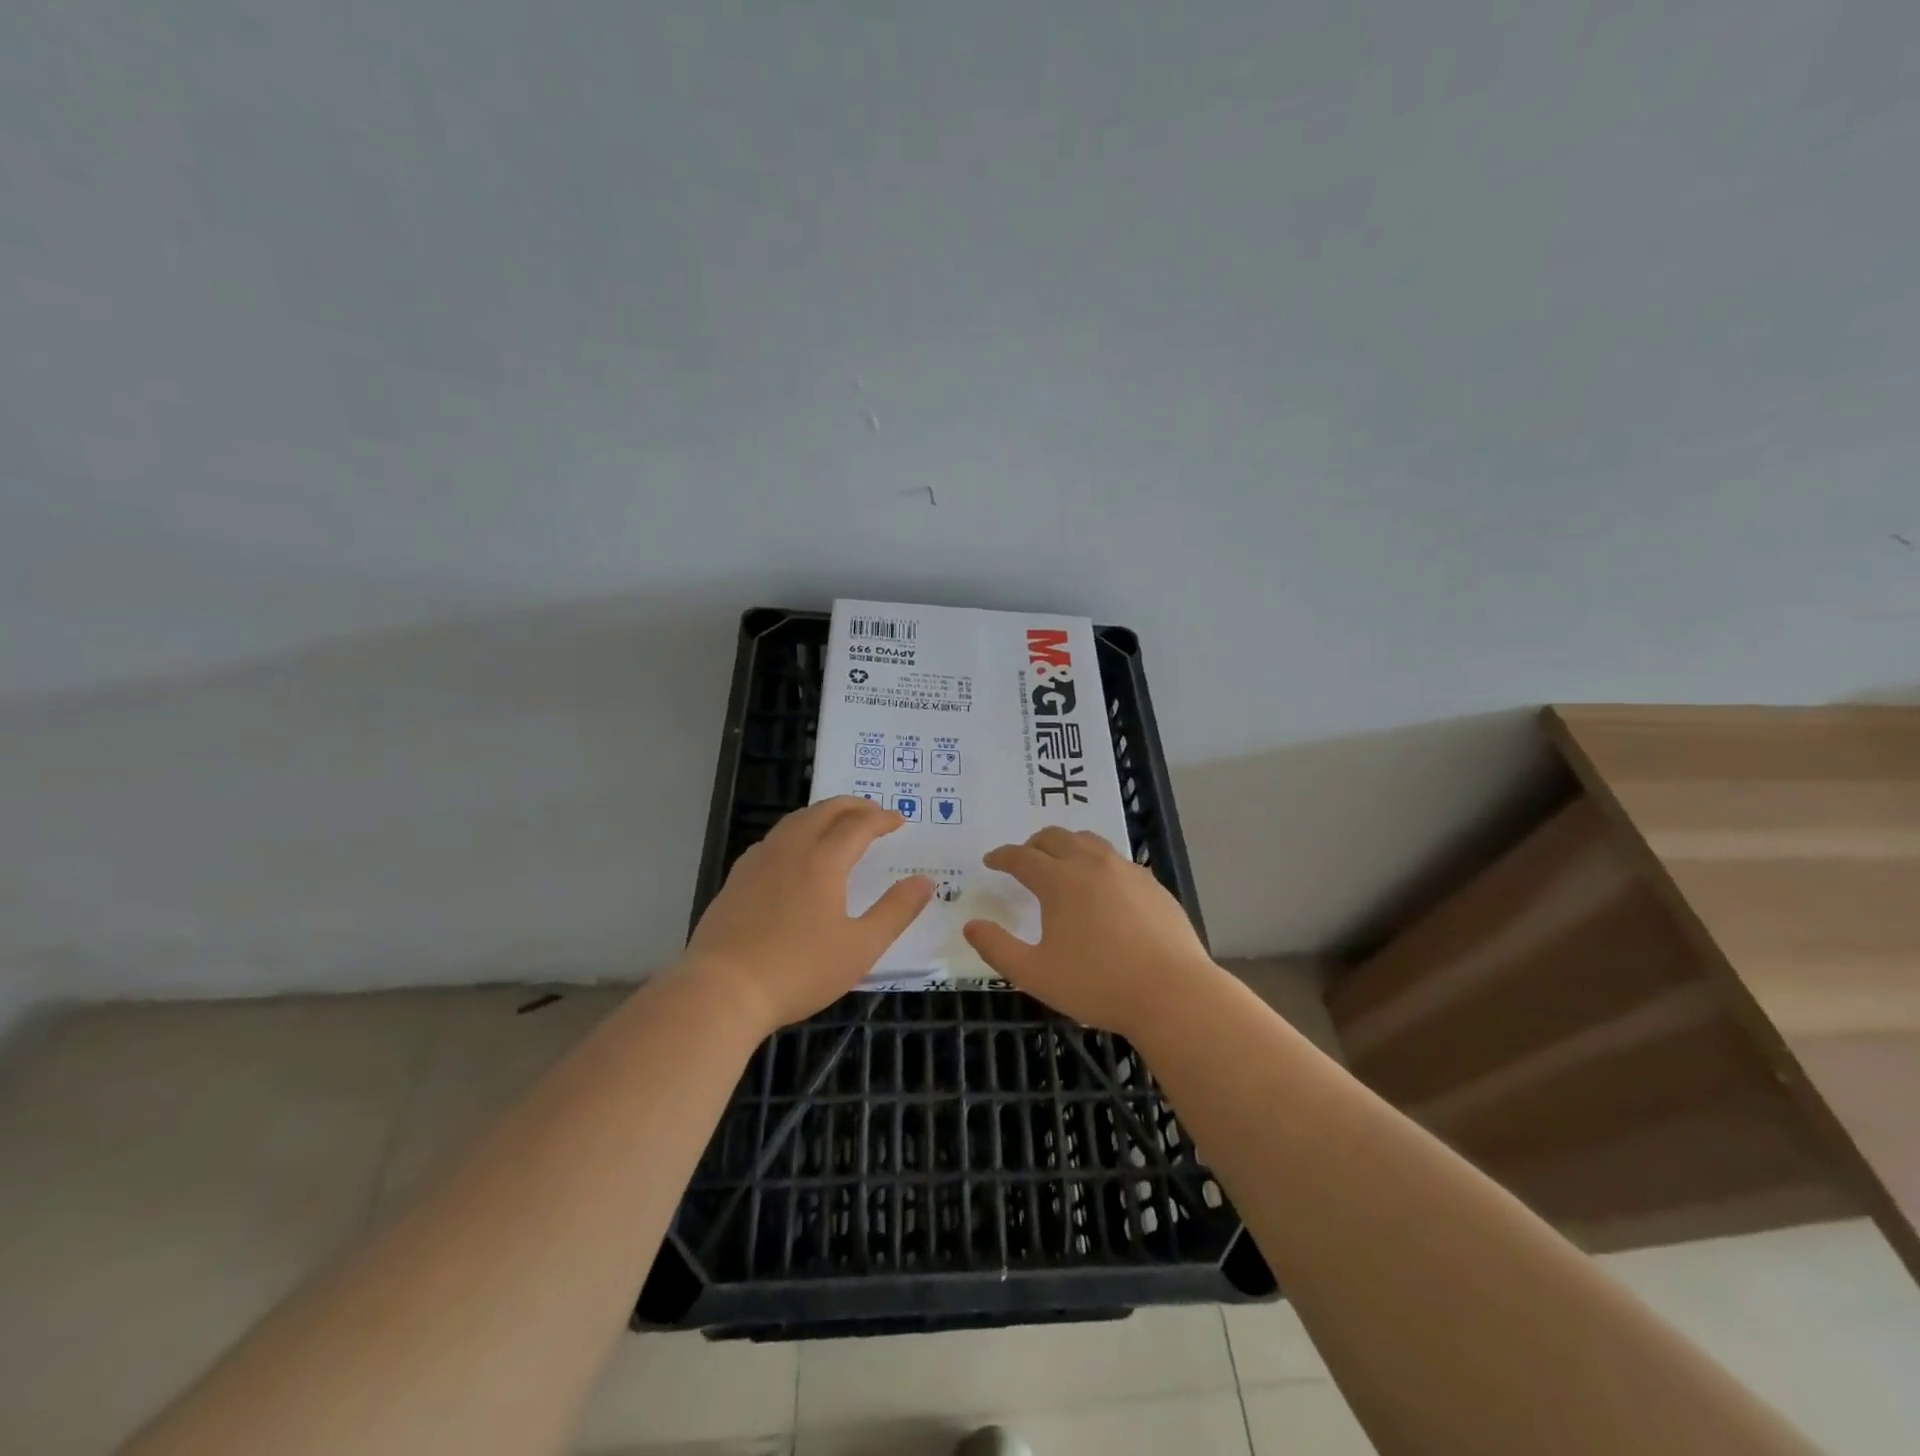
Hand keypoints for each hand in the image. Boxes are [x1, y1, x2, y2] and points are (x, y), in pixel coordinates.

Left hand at [685, 796, 933, 1031]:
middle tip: (873, 811)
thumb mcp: (860, 948)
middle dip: (852, 806)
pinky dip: (795, 831)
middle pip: (823, 811)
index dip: (881, 819)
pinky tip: (794, 853)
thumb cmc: (798, 971)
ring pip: (794, 821)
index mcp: (823, 862)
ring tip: (838, 824)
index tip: (898, 820)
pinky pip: (772, 839)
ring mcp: (758, 862)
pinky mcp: (736, 879)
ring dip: (822, 814)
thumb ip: (896, 911)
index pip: (858, 825)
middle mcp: (789, 850)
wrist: (722, 991)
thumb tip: (925, 881)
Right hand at [963, 827, 1213, 1037]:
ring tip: (1061, 864)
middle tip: (1024, 859)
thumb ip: (997, 948)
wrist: (1172, 994)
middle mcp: (1092, 864)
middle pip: (1056, 838)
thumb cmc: (1097, 985)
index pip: (1022, 857)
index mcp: (1060, 881)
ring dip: (1068, 846)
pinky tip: (1102, 888)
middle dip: (1033, 844)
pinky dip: (1098, 863)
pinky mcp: (1153, 884)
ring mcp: (1127, 871)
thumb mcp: (1035, 974)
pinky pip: (1118, 860)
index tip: (991, 860)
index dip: (1002, 856)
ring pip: (1090, 841)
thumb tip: (971, 926)